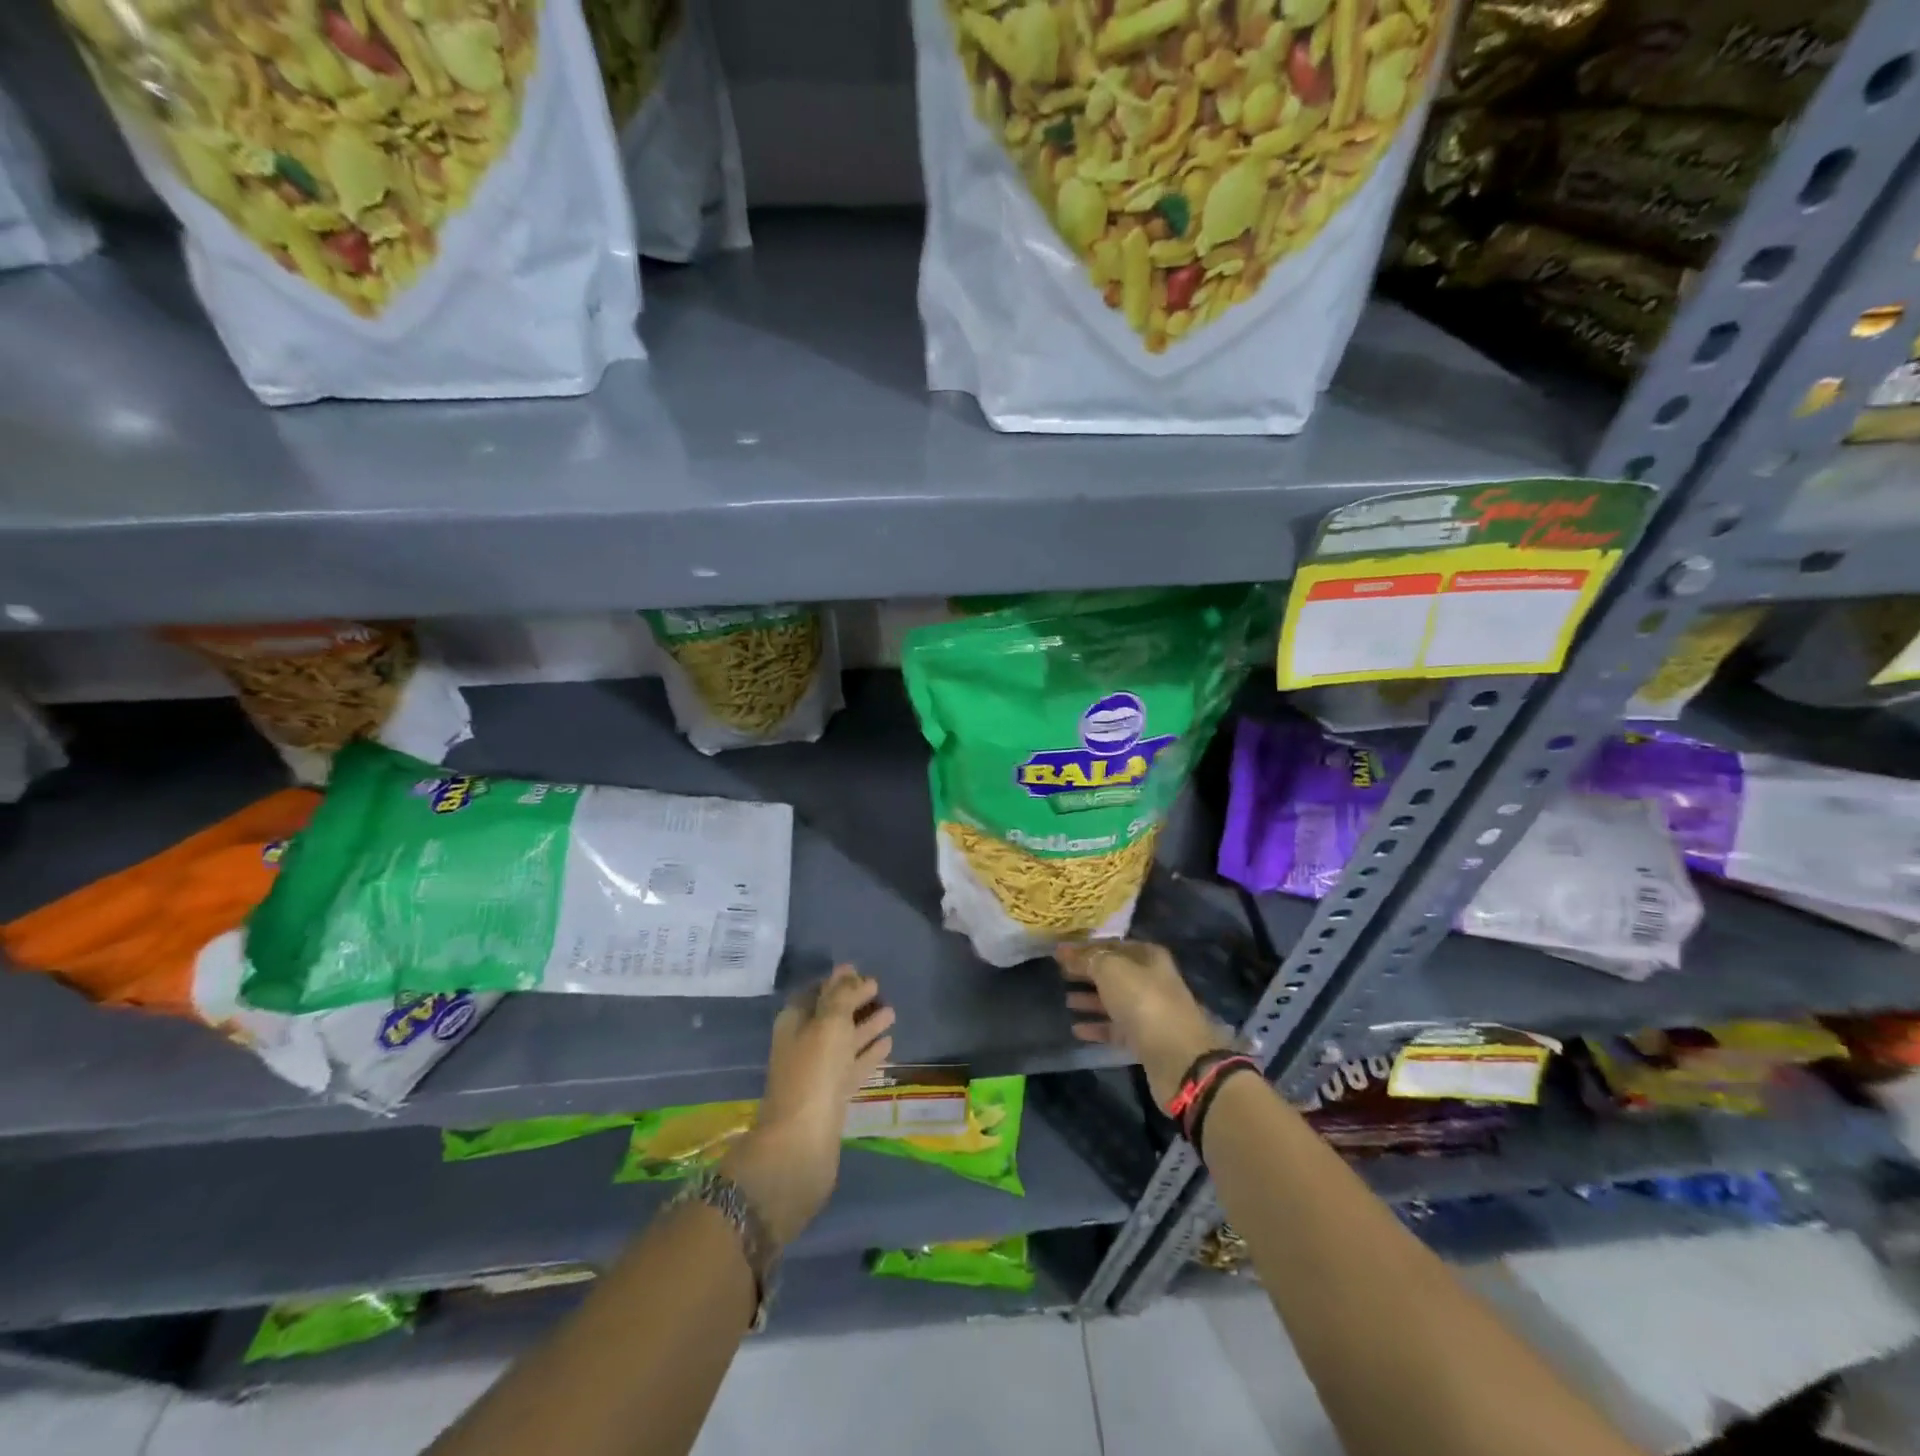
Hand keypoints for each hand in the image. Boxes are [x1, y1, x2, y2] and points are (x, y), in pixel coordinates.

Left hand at [721, 964, 894, 1246]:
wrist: (802, 1143)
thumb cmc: (813, 1072)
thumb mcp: (828, 1024)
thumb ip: (841, 996)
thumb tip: (848, 970)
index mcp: (794, 1023)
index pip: (816, 993)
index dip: (837, 982)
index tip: (860, 972)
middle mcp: (803, 1045)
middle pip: (832, 1016)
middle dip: (854, 1002)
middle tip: (881, 989)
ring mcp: (818, 1073)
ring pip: (845, 1042)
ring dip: (866, 1027)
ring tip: (892, 1012)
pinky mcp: (833, 1097)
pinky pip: (853, 1066)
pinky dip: (869, 1054)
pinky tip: (888, 1044)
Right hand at [1058, 940, 1230, 1110]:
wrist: (1178, 1057)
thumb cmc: (1143, 1001)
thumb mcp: (1111, 970)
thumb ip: (1087, 959)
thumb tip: (1065, 951)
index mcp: (1148, 957)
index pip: (1112, 945)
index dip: (1086, 947)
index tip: (1060, 952)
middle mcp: (1151, 980)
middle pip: (1113, 972)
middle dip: (1088, 972)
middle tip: (1059, 973)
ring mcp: (1149, 1011)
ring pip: (1114, 1000)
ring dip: (1090, 1000)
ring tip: (1065, 1000)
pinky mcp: (1145, 1040)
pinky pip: (1116, 1028)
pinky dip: (1097, 1027)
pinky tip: (1076, 1029)